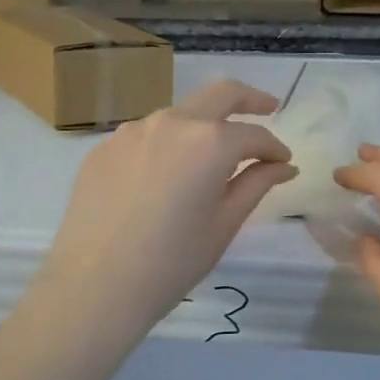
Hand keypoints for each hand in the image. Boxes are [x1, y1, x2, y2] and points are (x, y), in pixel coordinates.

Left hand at [29, 81, 296, 349]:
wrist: (95, 285)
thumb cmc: (172, 261)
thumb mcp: (224, 224)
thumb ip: (256, 183)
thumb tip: (283, 165)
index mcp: (209, 141)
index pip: (253, 135)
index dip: (274, 148)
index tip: (284, 163)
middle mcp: (171, 122)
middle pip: (219, 95)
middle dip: (249, 100)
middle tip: (269, 108)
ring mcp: (132, 131)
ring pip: (179, 115)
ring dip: (202, 126)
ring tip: (211, 157)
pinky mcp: (104, 148)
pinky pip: (146, 137)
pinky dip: (167, 146)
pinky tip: (165, 177)